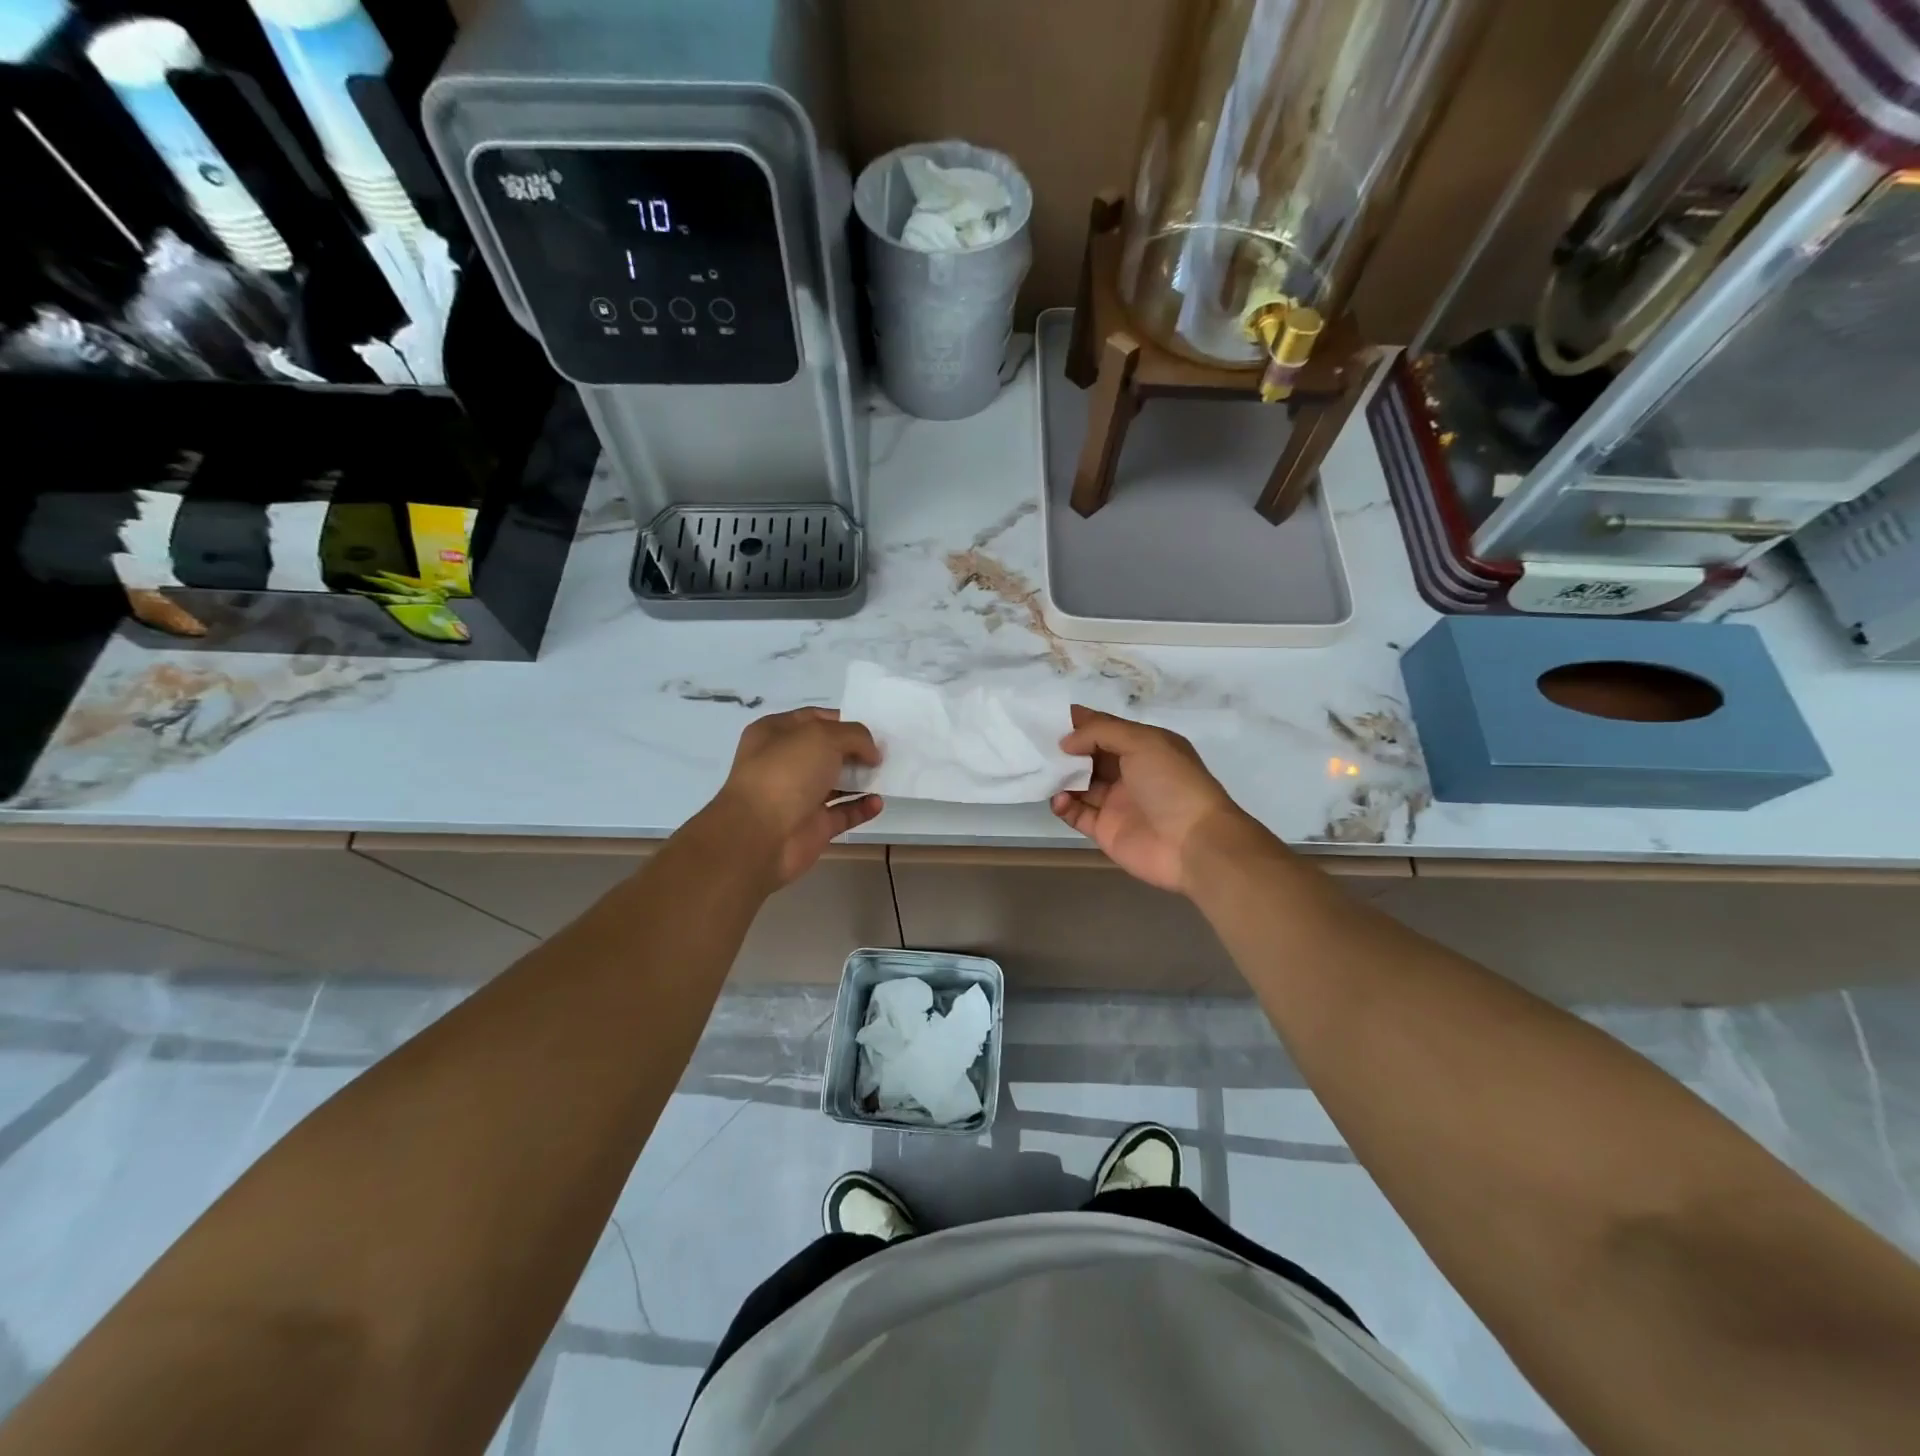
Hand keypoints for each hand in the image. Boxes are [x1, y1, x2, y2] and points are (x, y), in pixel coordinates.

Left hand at [705, 708, 882, 886]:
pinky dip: (862, 807)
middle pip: (828, 751)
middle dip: (856, 750)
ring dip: (862, 779)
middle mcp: (785, 763)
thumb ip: (854, 736)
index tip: (874, 727)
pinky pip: (843, 813)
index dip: (844, 720)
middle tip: (887, 751)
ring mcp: (799, 796)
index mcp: (775, 733)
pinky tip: (878, 802)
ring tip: (888, 775)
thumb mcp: (822, 736)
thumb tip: (871, 753)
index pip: (814, 718)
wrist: (760, 835)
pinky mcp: (813, 826)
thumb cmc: (786, 773)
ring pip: (837, 782)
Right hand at [1051, 706, 1260, 894]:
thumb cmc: (1172, 784)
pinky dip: (1063, 805)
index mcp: (1144, 746)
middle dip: (1063, 748)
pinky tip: (1059, 798)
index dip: (1078, 721)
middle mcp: (1129, 771)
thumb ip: (1100, 733)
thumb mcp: (1143, 742)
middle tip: (1033, 741)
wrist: (1193, 843)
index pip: (1105, 728)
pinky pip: (1076, 813)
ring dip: (1060, 776)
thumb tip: (1066, 742)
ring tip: (1040, 769)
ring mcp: (1116, 802)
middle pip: (1088, 755)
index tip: (1045, 715)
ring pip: (1079, 783)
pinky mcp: (1105, 829)